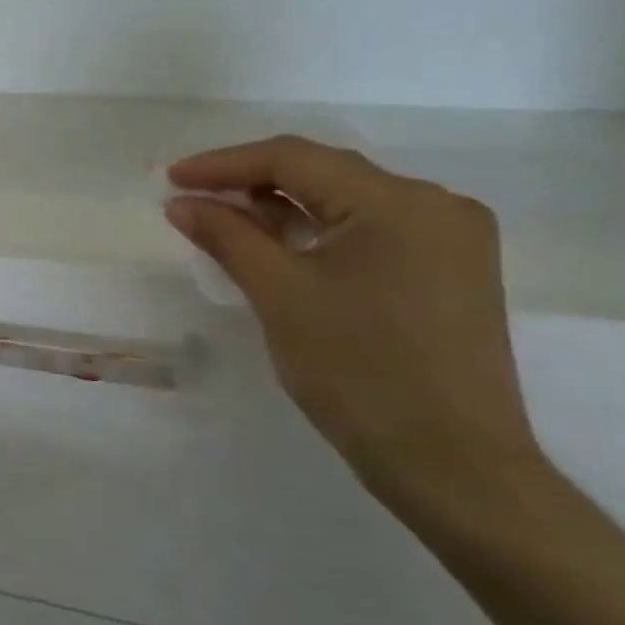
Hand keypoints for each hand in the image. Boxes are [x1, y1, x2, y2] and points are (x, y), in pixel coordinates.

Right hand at [165, 136, 552, 524]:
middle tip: (194, 200)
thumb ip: (228, 237)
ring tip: (229, 224)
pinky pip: (373, 233)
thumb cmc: (359, 373)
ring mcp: (452, 240)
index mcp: (399, 201)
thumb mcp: (281, 296)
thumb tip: (181, 202)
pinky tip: (284, 249)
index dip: (225, 164)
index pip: (295, 158)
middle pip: (325, 175)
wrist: (452, 466)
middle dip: (253, 184)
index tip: (172, 179)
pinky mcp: (452, 273)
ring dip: (285, 210)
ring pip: (349, 204)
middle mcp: (436, 204)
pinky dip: (321, 235)